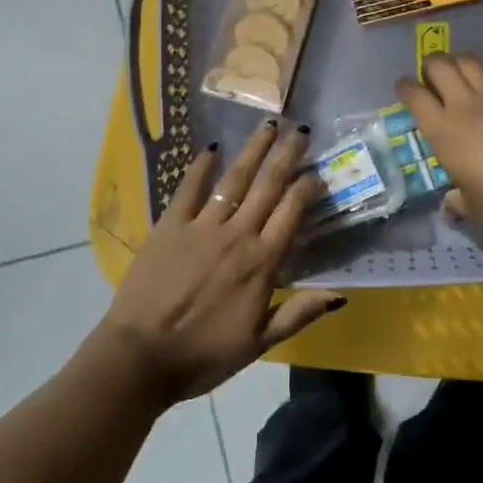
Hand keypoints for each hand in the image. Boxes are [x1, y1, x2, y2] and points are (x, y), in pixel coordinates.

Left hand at [96, 119, 342, 404]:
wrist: (141, 356)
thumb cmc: (204, 354)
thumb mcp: (259, 343)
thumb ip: (298, 313)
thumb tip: (340, 295)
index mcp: (262, 263)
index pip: (292, 213)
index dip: (307, 187)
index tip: (316, 170)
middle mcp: (237, 235)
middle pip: (268, 186)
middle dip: (286, 156)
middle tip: (300, 130)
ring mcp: (202, 226)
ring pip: (235, 179)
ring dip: (253, 151)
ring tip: (267, 126)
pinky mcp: (170, 225)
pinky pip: (189, 188)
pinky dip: (201, 167)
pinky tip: (211, 148)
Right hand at [396, 54, 482, 261]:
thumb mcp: (472, 208)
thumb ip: (457, 198)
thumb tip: (451, 202)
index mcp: (443, 132)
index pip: (414, 96)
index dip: (405, 88)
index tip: (404, 88)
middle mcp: (466, 105)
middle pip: (440, 66)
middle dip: (431, 65)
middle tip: (432, 74)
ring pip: (472, 61)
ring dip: (461, 62)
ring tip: (461, 70)